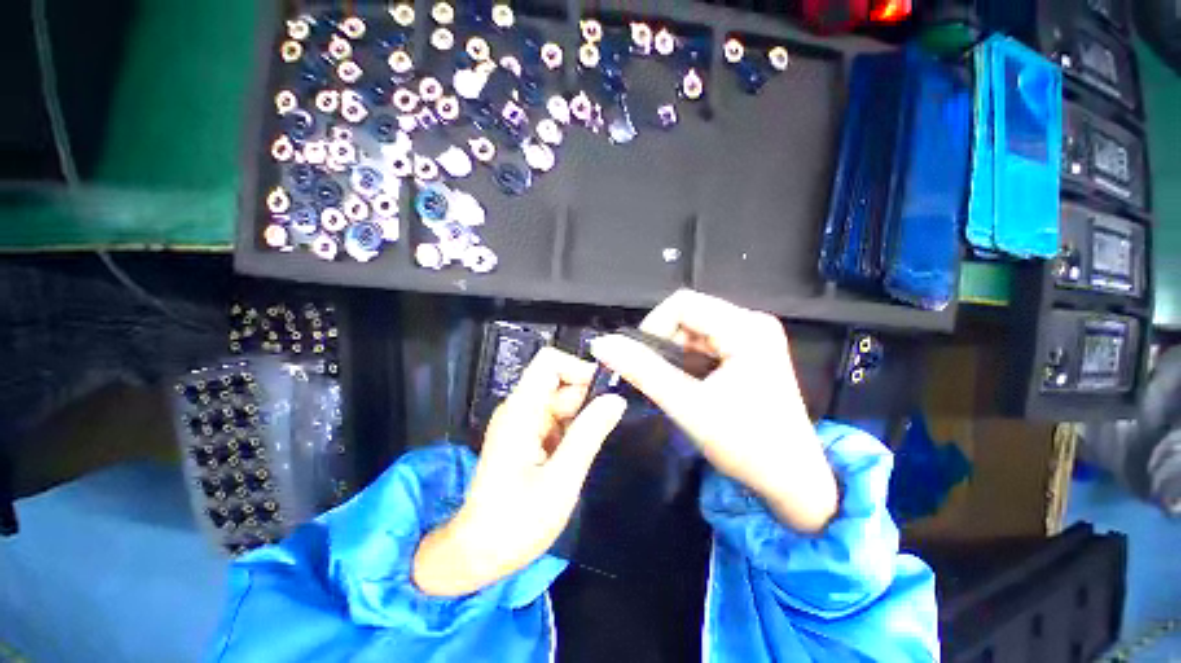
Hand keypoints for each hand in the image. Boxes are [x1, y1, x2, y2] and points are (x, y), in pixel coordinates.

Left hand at [413, 348, 626, 596]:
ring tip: (587, 450)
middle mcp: (519, 408)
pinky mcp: (526, 435)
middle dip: (585, 400)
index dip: (579, 368)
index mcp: (521, 410)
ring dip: (581, 419)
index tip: (606, 393)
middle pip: (560, 382)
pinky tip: (575, 457)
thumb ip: (589, 435)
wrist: (476, 554)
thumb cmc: (515, 523)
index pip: (550, 362)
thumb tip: (616, 400)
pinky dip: (572, 431)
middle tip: (602, 432)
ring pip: (562, 401)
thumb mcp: (560, 481)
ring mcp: (522, 421)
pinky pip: (557, 419)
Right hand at [590, 290, 837, 533]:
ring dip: (674, 353)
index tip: (641, 360)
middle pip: (688, 315)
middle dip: (664, 343)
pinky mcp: (749, 351)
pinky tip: (689, 384)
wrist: (794, 482)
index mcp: (745, 328)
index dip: (653, 326)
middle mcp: (752, 322)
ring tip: (674, 385)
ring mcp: (753, 336)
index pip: (682, 304)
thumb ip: (642, 370)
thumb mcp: (688, 406)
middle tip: (657, 377)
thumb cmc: (747, 446)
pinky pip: (705, 343)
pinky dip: (688, 360)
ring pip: (694, 329)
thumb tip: (602, 344)